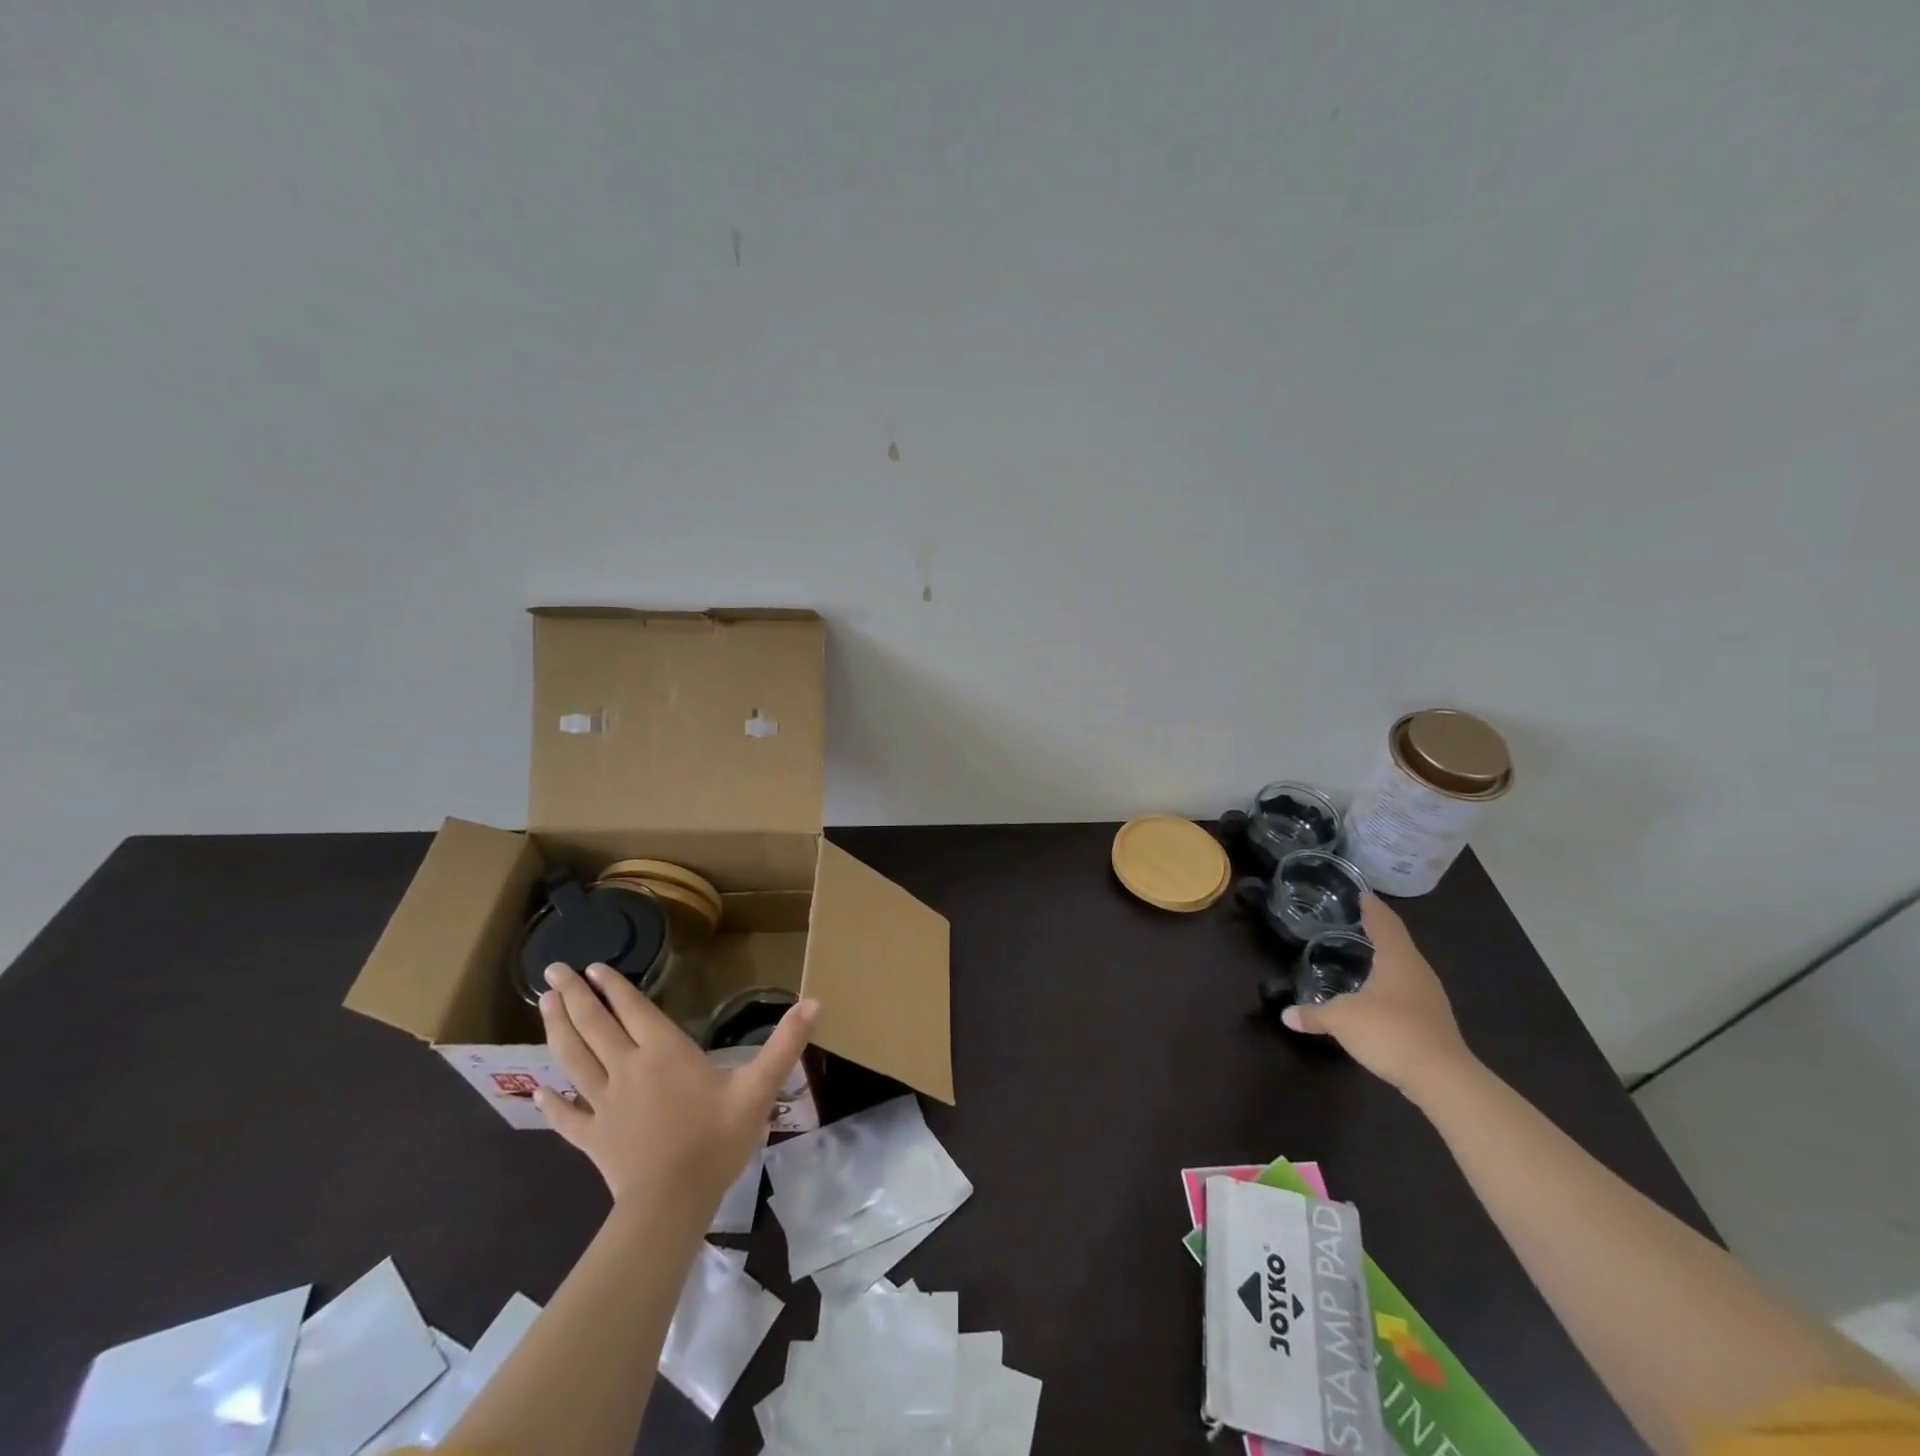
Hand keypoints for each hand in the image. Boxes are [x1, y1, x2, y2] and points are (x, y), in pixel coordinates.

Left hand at [535, 962, 817, 1207]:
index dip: (612, 986)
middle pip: (594, 1026)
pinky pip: (567, 1117)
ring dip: (556, 1030)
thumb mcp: (759, 1088)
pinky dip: (551, 1103)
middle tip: (551, 972)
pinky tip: (537, 1092)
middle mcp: (627, 1068)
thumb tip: (815, 1001)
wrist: (673, 1203)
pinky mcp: (592, 1137)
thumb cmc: (716, 1139)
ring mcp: (604, 1103)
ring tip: (542, 1005)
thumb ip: (785, 1044)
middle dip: (572, 996)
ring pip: (573, 1060)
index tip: (591, 966)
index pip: (632, 1010)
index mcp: (663, 1052)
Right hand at [1282, 894, 1474, 1096]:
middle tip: (1359, 922)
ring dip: (1386, 960)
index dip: (1372, 908)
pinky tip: (1378, 996)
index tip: (1363, 895)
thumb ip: (1314, 1014)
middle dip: (1379, 932)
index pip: (1384, 923)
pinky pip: (1408, 992)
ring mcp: (1429, 998)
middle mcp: (1418, 972)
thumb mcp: (1341, 1019)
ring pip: (1405, 969)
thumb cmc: (1389, 1031)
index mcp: (1397, 959)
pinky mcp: (1432, 1022)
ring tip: (1366, 955)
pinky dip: (1391, 986)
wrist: (1441, 1078)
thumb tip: (1286, 1015)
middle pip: (1398, 943)